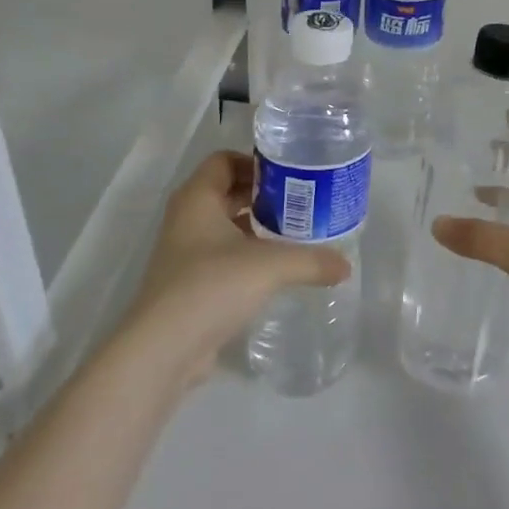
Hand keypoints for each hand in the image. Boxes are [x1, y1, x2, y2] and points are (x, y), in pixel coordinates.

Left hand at [121, 151, 350, 387]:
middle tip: (301, 203)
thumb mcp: (269, 266)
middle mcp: (186, 218)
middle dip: (262, 195)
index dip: (255, 162)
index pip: (224, 160)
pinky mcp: (189, 283)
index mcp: (197, 198)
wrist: (163, 349)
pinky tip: (275, 271)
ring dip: (256, 226)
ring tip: (295, 234)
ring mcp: (184, 253)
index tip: (289, 176)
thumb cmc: (211, 286)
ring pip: (225, 226)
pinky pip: (222, 256)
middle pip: (226, 191)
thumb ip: (311, 261)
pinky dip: (247, 255)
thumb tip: (345, 266)